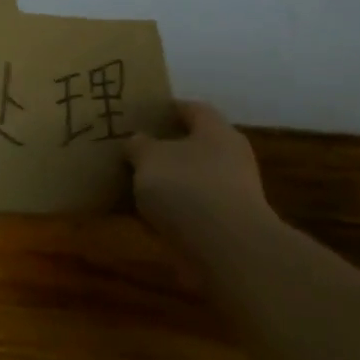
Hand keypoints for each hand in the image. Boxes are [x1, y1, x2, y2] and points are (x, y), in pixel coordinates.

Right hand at [126, 100, 275, 250]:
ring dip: (165, 182)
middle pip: (192, 146)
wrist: (225, 250)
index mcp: (216, 131)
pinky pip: (189, 210)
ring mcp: (229, 194)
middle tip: (131, 150)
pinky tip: (143, 216)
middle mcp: (229, 158)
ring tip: (131, 184)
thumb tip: (137, 140)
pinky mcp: (223, 226)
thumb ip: (139, 145)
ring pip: (189, 179)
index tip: (140, 114)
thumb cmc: (187, 188)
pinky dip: (169, 211)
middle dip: (162, 148)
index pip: (192, 109)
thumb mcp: (149, 158)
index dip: (166, 109)